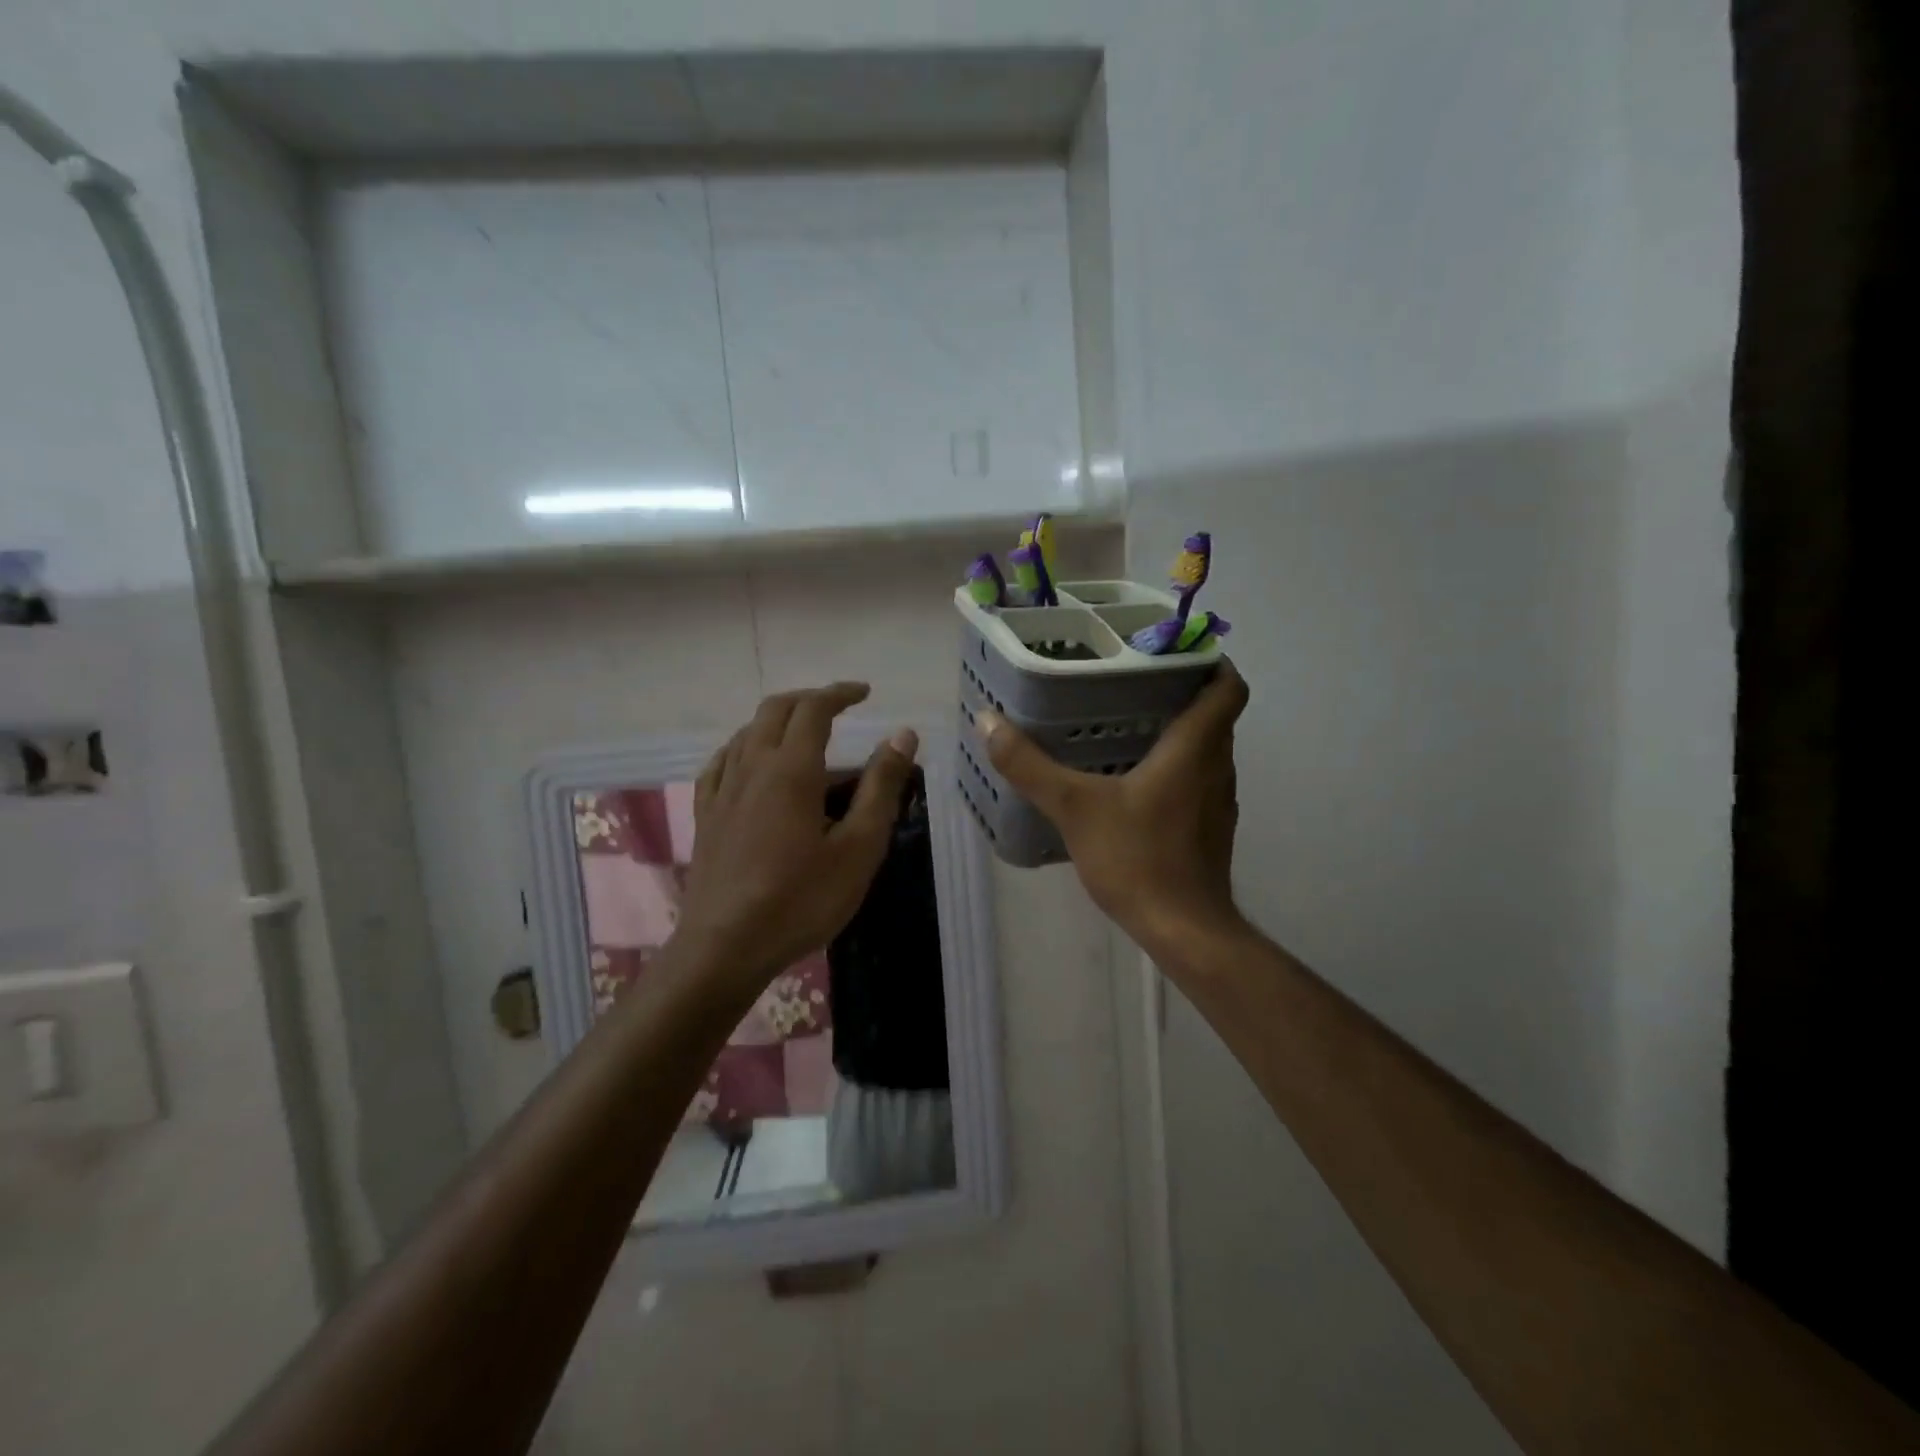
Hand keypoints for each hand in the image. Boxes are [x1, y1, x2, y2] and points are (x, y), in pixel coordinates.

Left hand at [677, 683, 918, 993]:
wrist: (726, 947)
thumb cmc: (801, 900)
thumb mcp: (859, 848)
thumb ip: (882, 788)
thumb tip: (902, 735)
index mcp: (792, 770)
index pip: (814, 709)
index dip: (840, 693)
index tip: (865, 693)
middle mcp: (752, 767)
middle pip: (775, 710)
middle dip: (809, 699)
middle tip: (838, 705)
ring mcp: (722, 791)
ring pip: (746, 733)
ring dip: (777, 719)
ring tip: (803, 732)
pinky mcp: (705, 816)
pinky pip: (721, 763)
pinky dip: (743, 746)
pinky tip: (750, 761)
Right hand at [977, 662, 1249, 956]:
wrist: (1184, 931)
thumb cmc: (1138, 859)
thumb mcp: (1074, 808)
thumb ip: (1029, 765)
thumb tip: (988, 721)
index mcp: (1195, 748)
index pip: (1228, 686)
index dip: (1211, 661)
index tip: (1175, 650)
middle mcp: (1217, 767)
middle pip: (1214, 715)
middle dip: (1182, 692)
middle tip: (1132, 681)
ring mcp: (1217, 802)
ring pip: (1206, 750)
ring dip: (1178, 732)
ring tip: (1127, 723)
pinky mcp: (1209, 829)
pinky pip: (1197, 781)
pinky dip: (1173, 768)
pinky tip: (1131, 782)